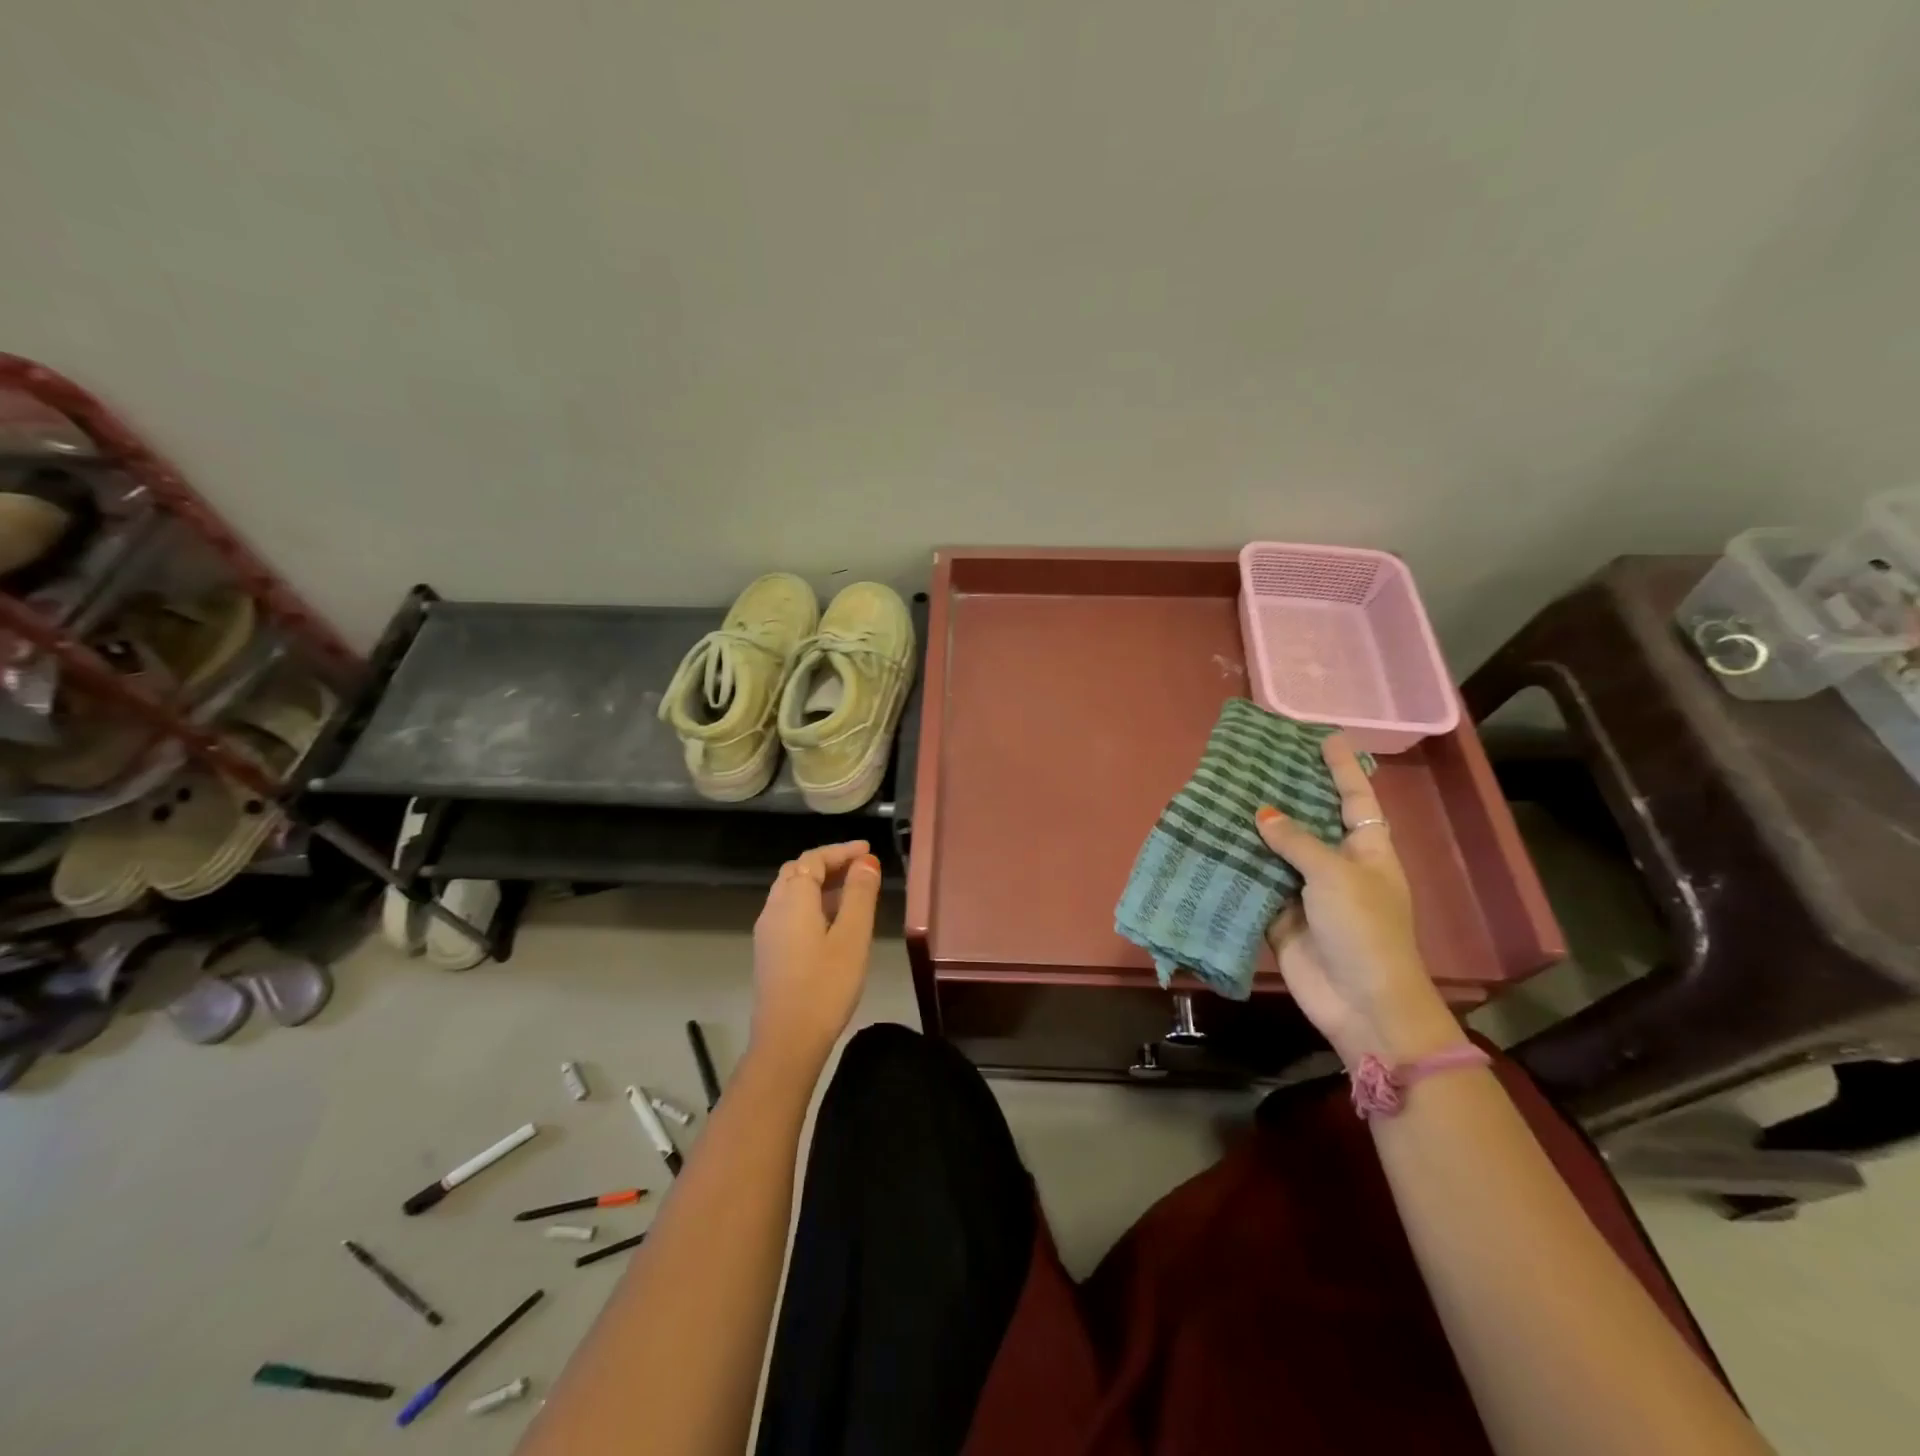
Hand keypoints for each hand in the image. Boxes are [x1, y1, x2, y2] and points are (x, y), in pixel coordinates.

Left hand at [750, 841, 882, 1072]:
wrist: (787, 1040)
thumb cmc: (825, 985)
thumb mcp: (852, 936)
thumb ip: (860, 894)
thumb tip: (866, 861)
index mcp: (793, 899)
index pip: (813, 859)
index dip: (841, 851)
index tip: (868, 850)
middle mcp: (774, 908)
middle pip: (798, 872)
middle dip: (829, 864)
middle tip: (861, 867)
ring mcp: (768, 932)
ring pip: (792, 893)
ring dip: (820, 884)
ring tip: (853, 891)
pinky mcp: (770, 952)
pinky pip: (790, 912)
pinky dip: (812, 903)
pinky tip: (834, 922)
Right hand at [1252, 734, 1458, 1065]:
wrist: (1360, 1002)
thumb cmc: (1363, 930)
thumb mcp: (1336, 875)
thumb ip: (1297, 841)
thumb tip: (1262, 813)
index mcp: (1367, 850)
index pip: (1354, 798)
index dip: (1341, 768)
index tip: (1324, 738)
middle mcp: (1338, 865)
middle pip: (1311, 820)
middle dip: (1288, 793)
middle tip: (1257, 762)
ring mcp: (1307, 892)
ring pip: (1278, 851)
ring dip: (1255, 830)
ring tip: (1225, 794)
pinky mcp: (1280, 916)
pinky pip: (1257, 883)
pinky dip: (1239, 867)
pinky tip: (1214, 843)